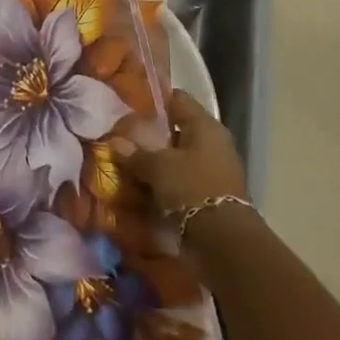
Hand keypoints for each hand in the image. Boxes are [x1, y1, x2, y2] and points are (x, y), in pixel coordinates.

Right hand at [116, 90, 248, 217]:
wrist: (224, 239)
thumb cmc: (191, 187)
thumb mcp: (157, 167)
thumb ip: (135, 153)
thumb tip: (114, 141)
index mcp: (206, 125)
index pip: (178, 100)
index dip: (155, 100)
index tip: (131, 104)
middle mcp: (215, 142)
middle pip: (180, 129)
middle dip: (154, 134)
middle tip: (126, 136)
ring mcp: (217, 168)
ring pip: (181, 156)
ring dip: (160, 160)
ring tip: (132, 162)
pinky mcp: (214, 192)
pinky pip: (186, 178)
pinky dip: (169, 180)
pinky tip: (148, 185)